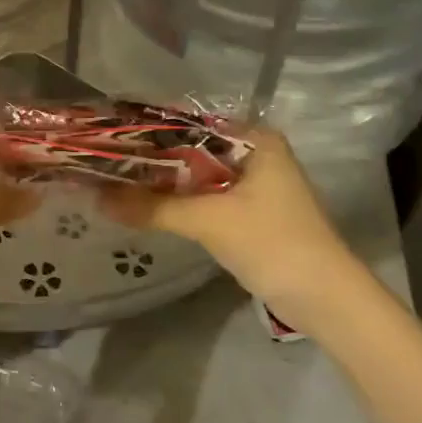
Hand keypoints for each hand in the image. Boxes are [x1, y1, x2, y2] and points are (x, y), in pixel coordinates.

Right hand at [101, 127, 363, 325]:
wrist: (326, 299)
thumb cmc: (273, 243)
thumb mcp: (209, 221)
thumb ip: (152, 207)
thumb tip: (94, 197)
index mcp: (255, 139)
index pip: (190, 123)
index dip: (150, 130)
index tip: (109, 134)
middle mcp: (256, 153)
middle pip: (192, 149)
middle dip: (153, 159)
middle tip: (105, 159)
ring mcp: (255, 184)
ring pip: (197, 175)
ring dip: (164, 182)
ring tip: (115, 179)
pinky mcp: (251, 212)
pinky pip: (206, 197)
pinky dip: (180, 201)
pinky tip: (146, 204)